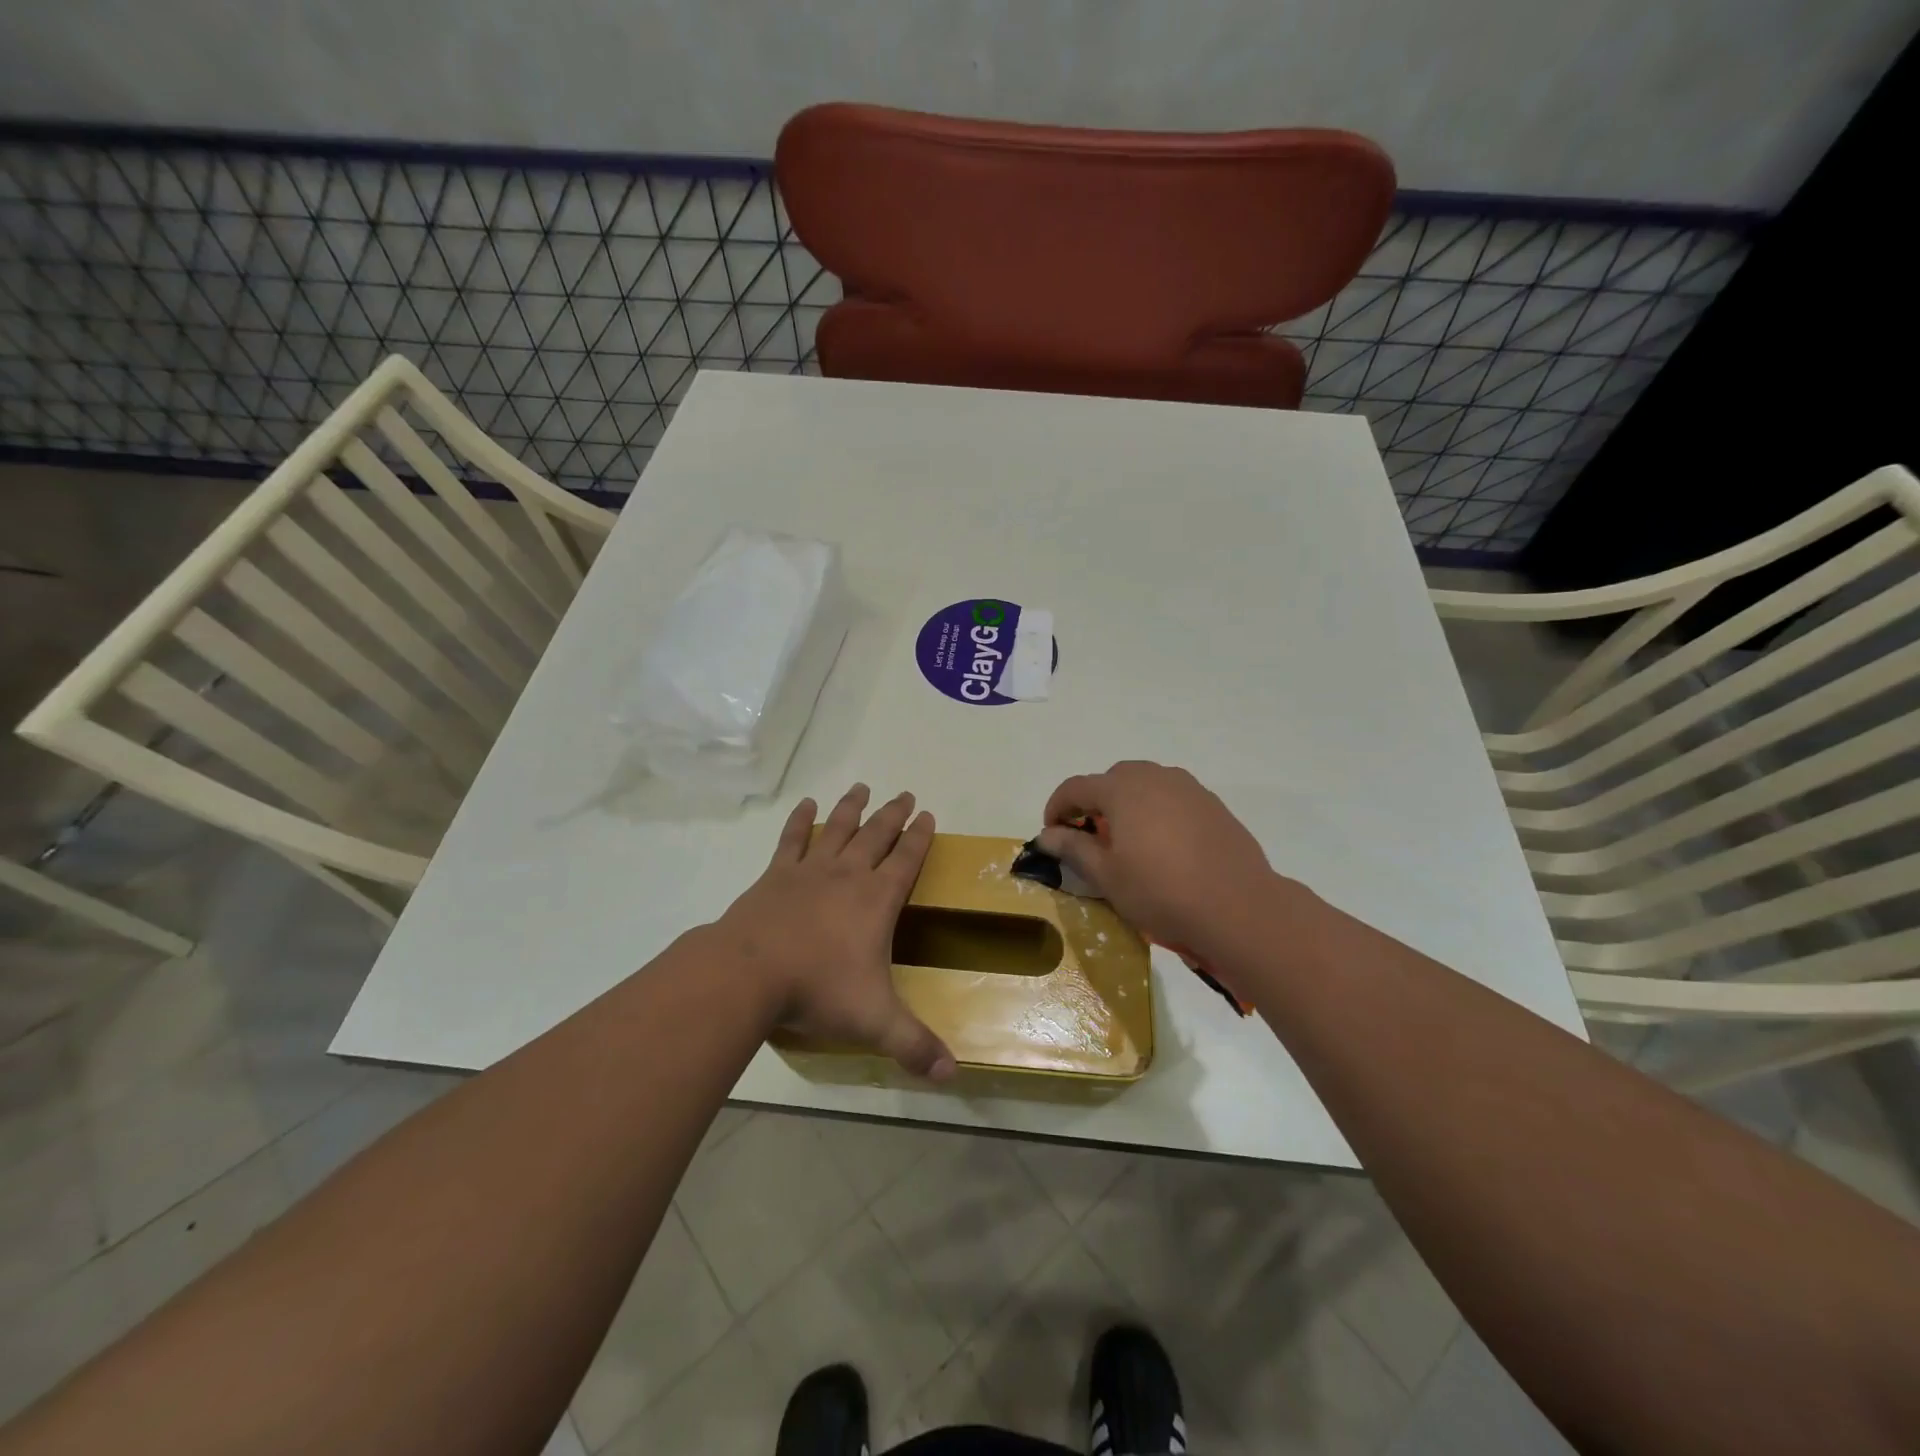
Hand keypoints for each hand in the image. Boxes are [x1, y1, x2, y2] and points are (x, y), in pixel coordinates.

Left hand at [711, 784, 955, 1079]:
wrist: (748, 974)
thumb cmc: (817, 991)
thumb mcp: (873, 1022)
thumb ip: (914, 1046)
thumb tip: (952, 1076)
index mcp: (875, 901)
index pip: (906, 861)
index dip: (920, 838)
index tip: (928, 815)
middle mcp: (847, 876)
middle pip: (876, 836)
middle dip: (893, 815)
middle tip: (905, 794)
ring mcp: (808, 871)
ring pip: (837, 829)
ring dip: (852, 808)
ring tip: (862, 787)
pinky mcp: (775, 876)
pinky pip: (792, 840)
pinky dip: (800, 821)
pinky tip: (805, 804)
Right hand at [1038, 761, 1278, 960]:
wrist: (1239, 908)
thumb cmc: (1161, 891)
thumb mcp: (1107, 876)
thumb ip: (1073, 848)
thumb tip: (1047, 834)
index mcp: (1122, 789)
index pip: (1076, 787)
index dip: (1057, 808)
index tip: (1051, 834)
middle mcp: (1155, 777)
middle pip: (1112, 779)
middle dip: (1094, 803)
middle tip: (1090, 837)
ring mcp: (1189, 788)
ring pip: (1146, 785)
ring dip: (1127, 805)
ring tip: (1128, 841)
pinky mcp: (1213, 805)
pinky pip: (1173, 798)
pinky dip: (1157, 812)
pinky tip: (1164, 847)